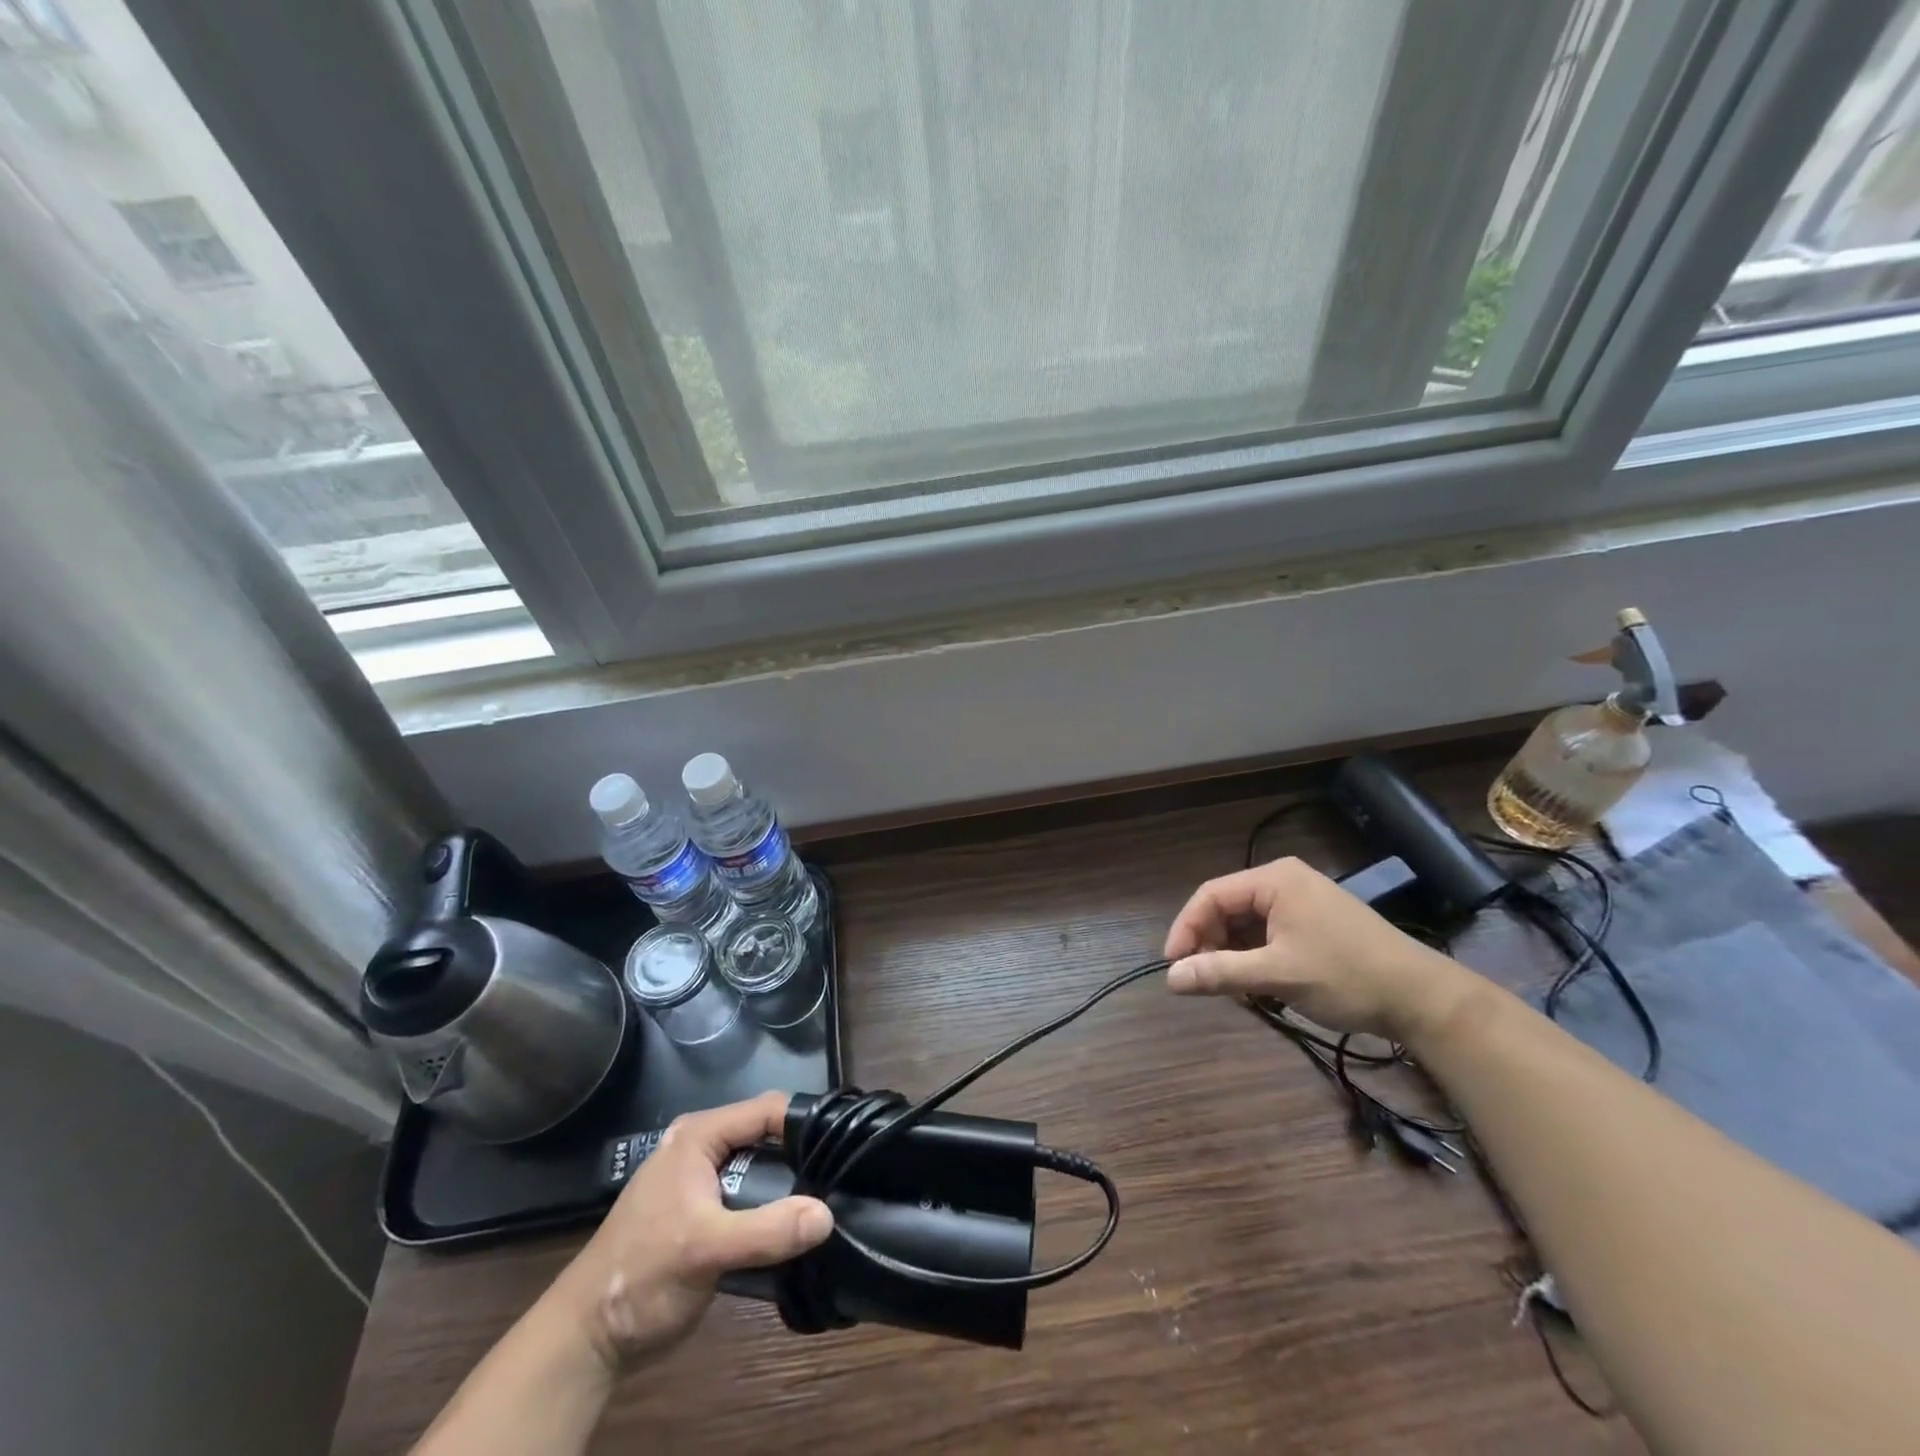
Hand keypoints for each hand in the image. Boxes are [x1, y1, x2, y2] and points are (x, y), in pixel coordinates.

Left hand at [547, 1092, 832, 1372]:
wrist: (588, 1339)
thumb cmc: (642, 1275)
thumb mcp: (705, 1250)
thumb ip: (766, 1230)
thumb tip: (827, 1215)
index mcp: (700, 1135)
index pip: (767, 1110)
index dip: (806, 1123)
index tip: (844, 1143)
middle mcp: (704, 1146)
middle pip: (768, 1137)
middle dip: (802, 1157)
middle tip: (842, 1178)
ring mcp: (704, 1180)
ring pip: (762, 1169)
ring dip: (790, 1187)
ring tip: (830, 1201)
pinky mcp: (707, 1213)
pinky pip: (752, 1198)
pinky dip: (774, 1209)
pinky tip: (799, 1227)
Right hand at [1162, 856, 1478, 1041]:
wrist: (1423, 999)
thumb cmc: (1347, 977)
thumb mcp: (1278, 975)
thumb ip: (1220, 973)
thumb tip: (1170, 979)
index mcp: (1274, 880)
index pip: (1210, 895)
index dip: (1186, 929)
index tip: (1174, 967)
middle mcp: (1284, 882)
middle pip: (1227, 909)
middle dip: (1211, 945)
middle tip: (1206, 983)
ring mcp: (1301, 902)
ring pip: (1246, 925)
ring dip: (1233, 956)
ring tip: (1235, 990)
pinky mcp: (1313, 924)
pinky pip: (1268, 935)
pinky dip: (1256, 960)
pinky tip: (1260, 988)